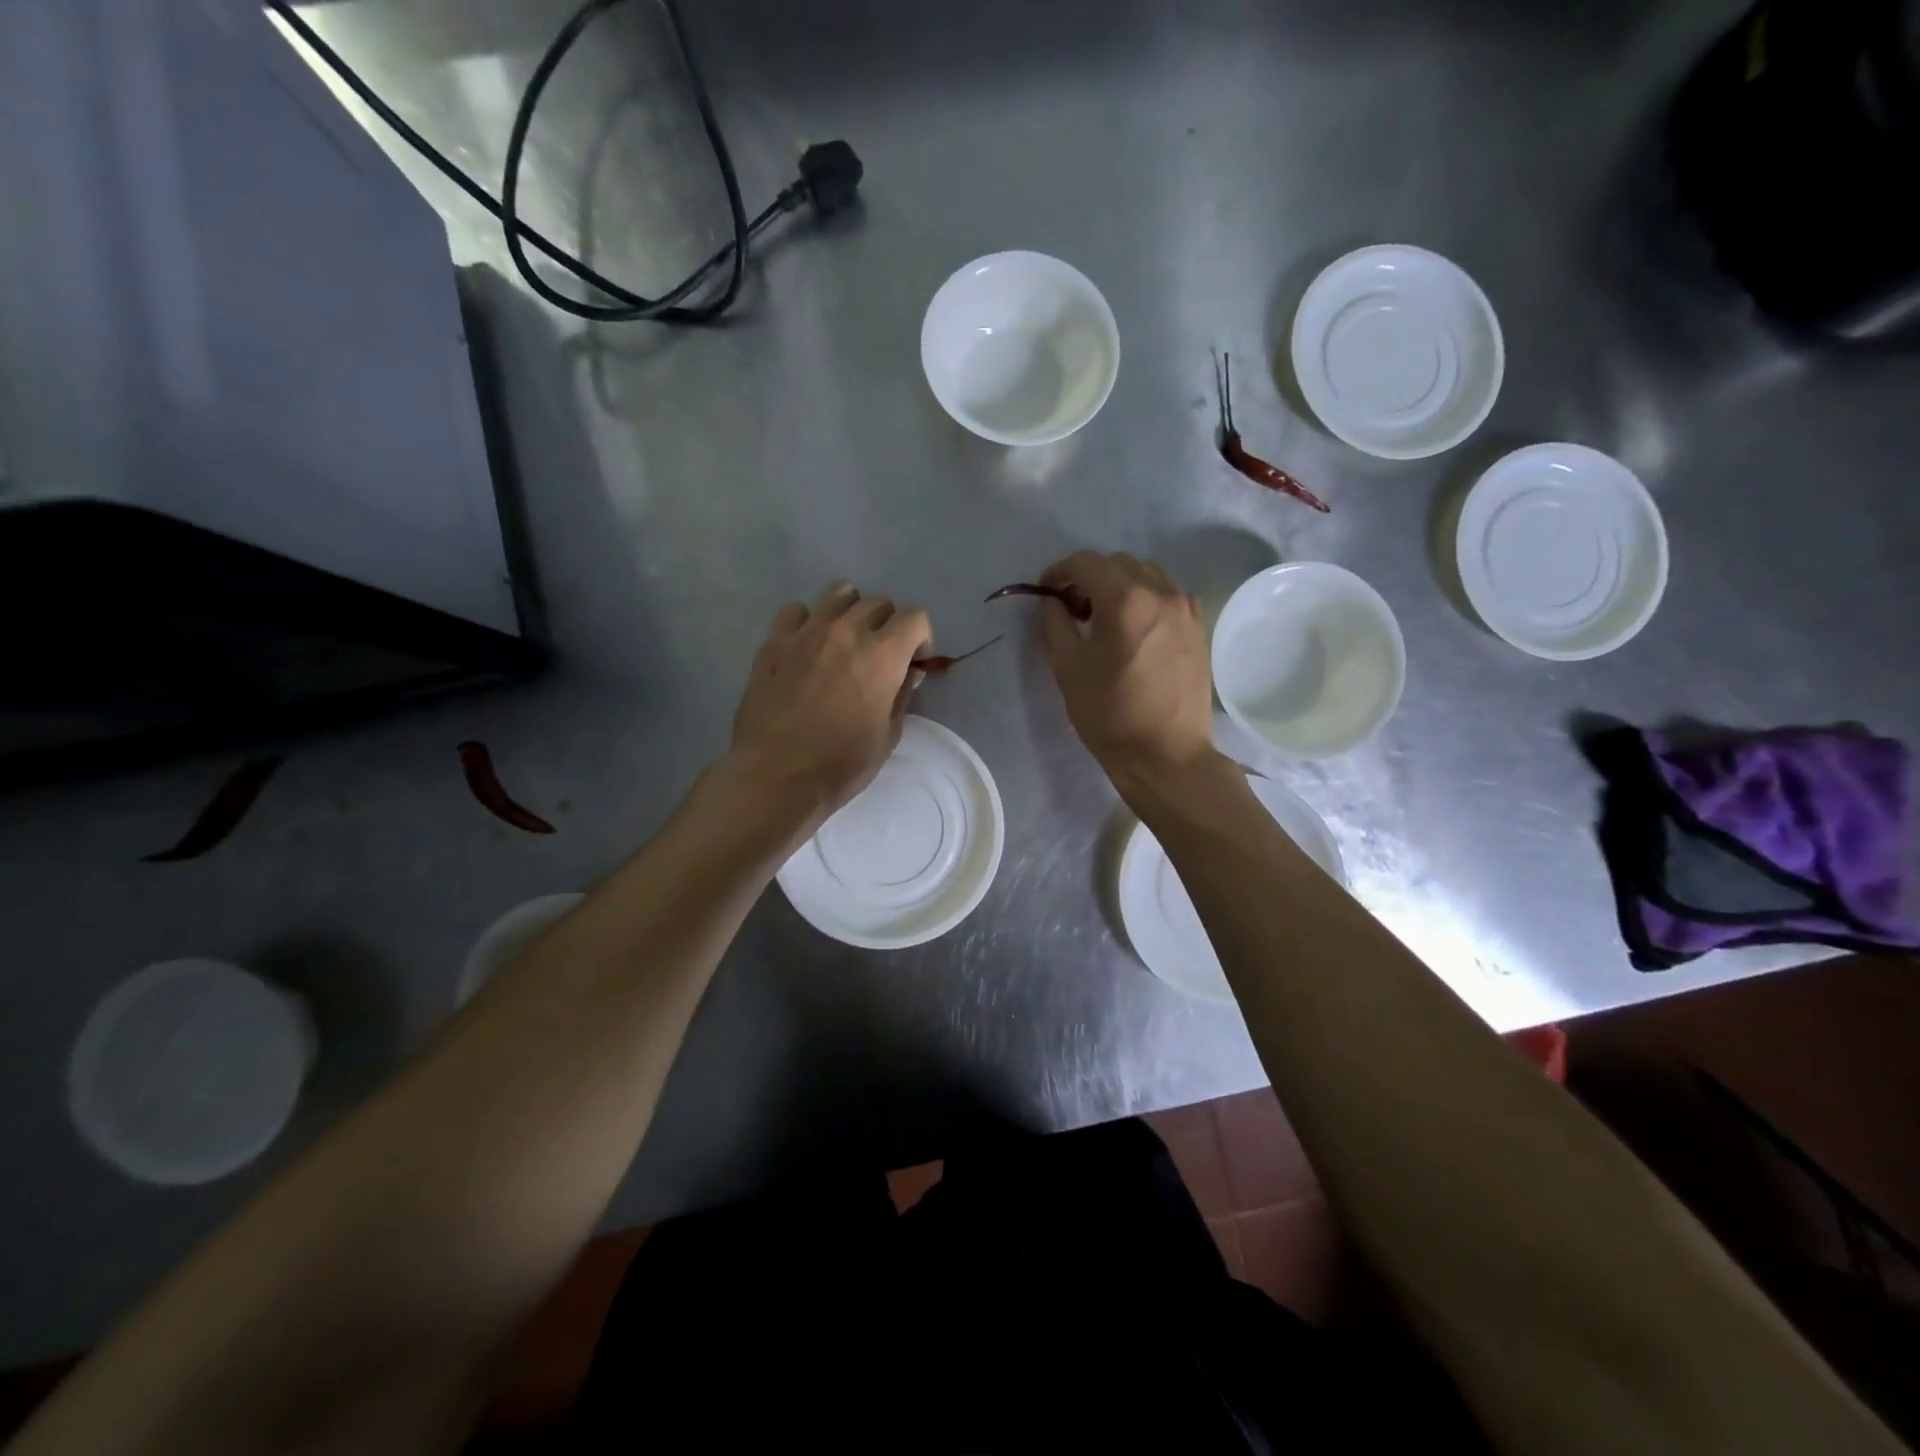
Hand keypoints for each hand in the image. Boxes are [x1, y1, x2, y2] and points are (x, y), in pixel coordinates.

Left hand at [727, 582, 931, 832]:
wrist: (776, 776)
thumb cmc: (840, 765)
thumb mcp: (887, 736)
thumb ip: (902, 695)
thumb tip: (909, 672)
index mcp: (882, 655)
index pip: (914, 617)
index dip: (920, 638)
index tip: (913, 662)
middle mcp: (846, 632)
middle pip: (878, 602)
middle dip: (888, 624)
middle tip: (880, 655)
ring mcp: (806, 633)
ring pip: (839, 593)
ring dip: (851, 611)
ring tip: (845, 641)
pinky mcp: (774, 642)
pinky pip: (796, 611)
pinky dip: (808, 621)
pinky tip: (807, 647)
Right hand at [1038, 551, 1220, 800]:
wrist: (1166, 754)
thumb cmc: (1110, 714)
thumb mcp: (1068, 668)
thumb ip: (1055, 623)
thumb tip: (1054, 601)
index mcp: (1126, 599)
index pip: (1086, 563)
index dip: (1060, 571)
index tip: (1046, 592)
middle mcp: (1161, 592)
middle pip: (1118, 564)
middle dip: (1089, 578)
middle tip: (1072, 609)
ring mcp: (1185, 609)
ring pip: (1146, 575)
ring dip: (1119, 585)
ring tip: (1104, 618)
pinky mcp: (1198, 628)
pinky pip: (1167, 595)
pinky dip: (1145, 599)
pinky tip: (1134, 629)